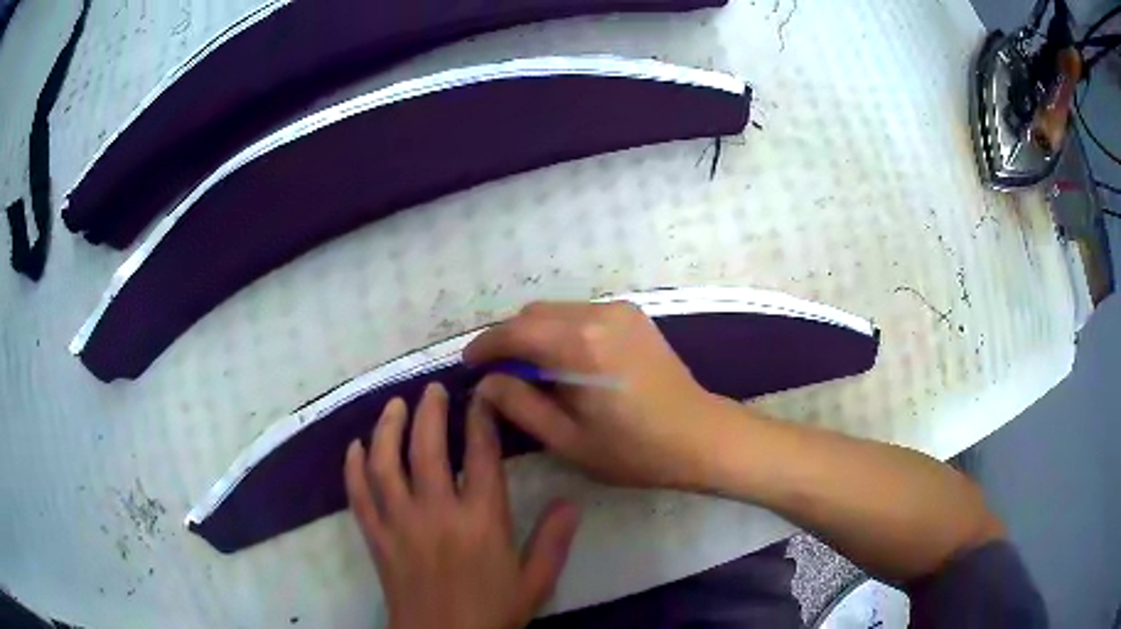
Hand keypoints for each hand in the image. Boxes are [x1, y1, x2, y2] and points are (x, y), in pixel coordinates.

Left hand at [344, 383, 581, 628]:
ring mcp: (399, 523)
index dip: (481, 419)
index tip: (481, 396)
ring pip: (385, 463)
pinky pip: (358, 495)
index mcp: (481, 521)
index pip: (480, 456)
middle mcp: (437, 512)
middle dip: (429, 412)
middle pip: (427, 448)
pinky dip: (353, 467)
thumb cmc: (493, 613)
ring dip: (387, 428)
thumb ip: (553, 541)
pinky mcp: (376, 538)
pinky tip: (355, 447)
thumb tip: (571, 502)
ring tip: (394, 405)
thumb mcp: (535, 583)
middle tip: (431, 390)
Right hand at [464, 301, 725, 488]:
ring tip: (532, 371)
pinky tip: (566, 362)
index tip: (469, 364)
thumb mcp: (568, 440)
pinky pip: (580, 313)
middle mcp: (598, 315)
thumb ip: (520, 406)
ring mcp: (619, 310)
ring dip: (535, 334)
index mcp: (580, 346)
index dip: (486, 346)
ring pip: (556, 311)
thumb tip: (487, 383)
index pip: (515, 332)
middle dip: (509, 339)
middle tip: (500, 374)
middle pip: (533, 314)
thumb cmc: (634, 450)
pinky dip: (561, 331)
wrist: (700, 436)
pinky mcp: (633, 315)